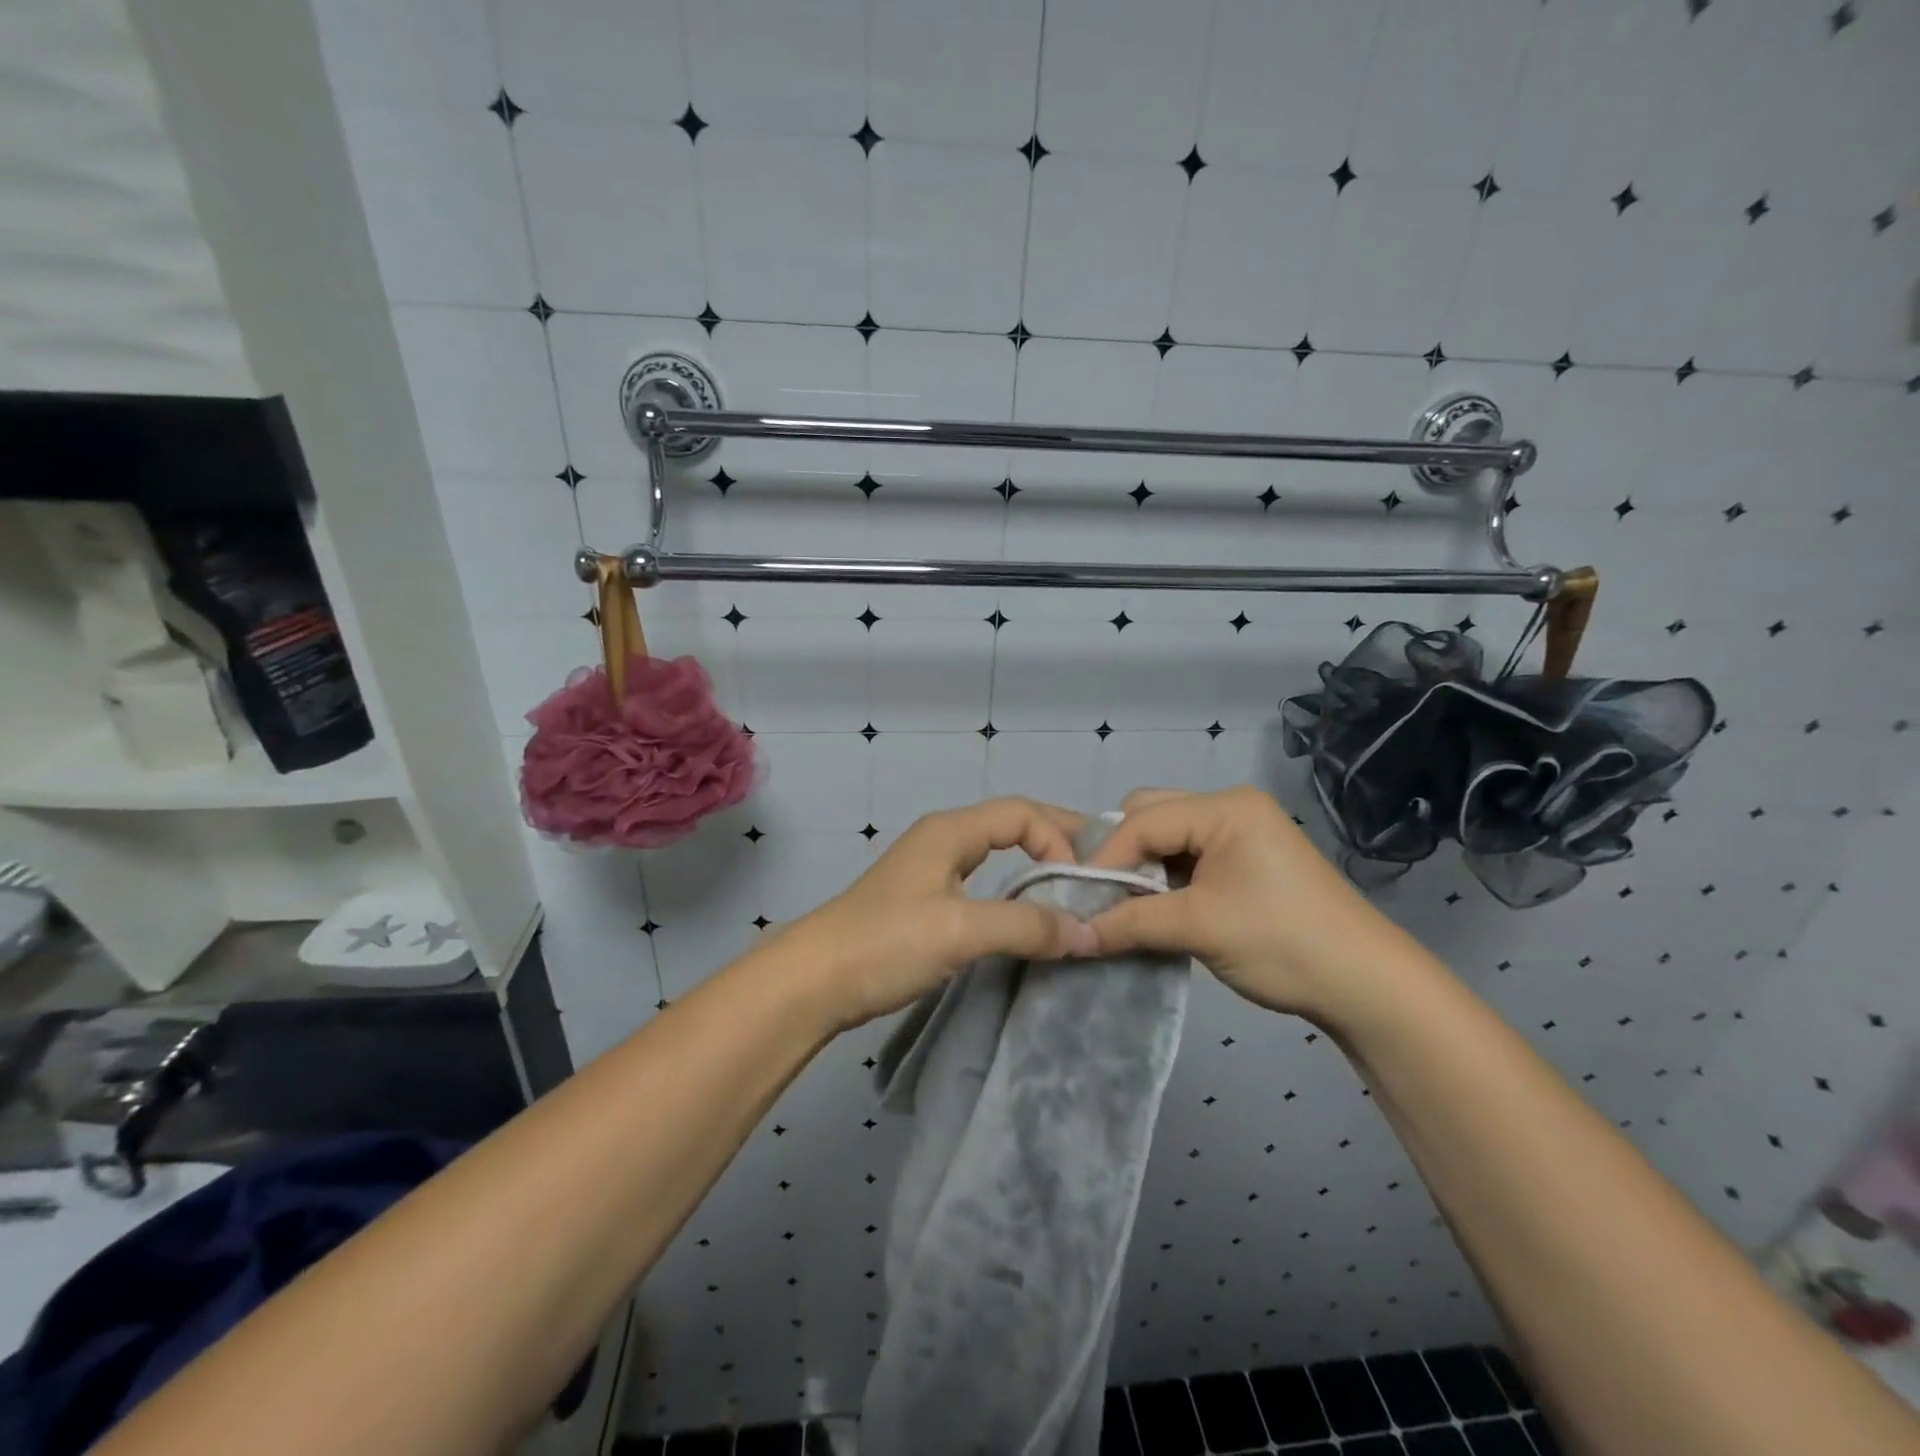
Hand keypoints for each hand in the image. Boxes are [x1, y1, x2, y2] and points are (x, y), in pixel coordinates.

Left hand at [783, 797, 1100, 1030]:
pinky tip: (1026, 921)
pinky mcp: (925, 905)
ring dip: (1035, 870)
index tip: (1081, 882)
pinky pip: (983, 886)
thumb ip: (1025, 926)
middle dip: (1055, 844)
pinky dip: (1013, 896)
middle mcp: (942, 841)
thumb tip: (1088, 932)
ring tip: (1071, 896)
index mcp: (950, 831)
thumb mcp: (961, 930)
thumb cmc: (886, 942)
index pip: (1021, 813)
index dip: (1058, 839)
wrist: (814, 982)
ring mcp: (931, 873)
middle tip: (1096, 872)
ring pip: (996, 858)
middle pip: (1011, 827)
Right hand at [1083, 786, 1424, 1022]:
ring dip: (1142, 868)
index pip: (1143, 820)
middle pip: (1151, 815)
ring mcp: (1241, 831)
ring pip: (1167, 836)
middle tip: (1102, 896)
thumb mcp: (1199, 928)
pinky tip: (1154, 907)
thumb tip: (1074, 934)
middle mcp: (1231, 807)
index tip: (1078, 897)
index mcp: (1225, 808)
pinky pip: (1187, 855)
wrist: (1367, 985)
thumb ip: (1130, 922)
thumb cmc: (1282, 943)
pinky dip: (1165, 878)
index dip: (1106, 858)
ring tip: (1124, 905)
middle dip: (1122, 854)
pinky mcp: (1246, 858)